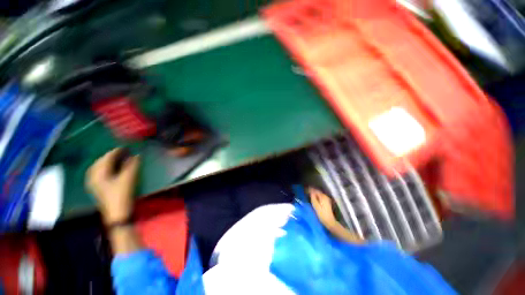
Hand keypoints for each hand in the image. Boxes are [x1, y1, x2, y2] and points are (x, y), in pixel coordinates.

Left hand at [86, 148, 139, 224]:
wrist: (117, 214)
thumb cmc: (122, 195)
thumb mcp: (128, 179)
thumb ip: (132, 165)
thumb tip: (136, 155)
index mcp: (99, 174)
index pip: (106, 158)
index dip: (116, 151)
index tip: (125, 147)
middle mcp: (93, 177)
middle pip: (99, 162)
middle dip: (109, 156)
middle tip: (121, 152)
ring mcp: (94, 184)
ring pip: (98, 168)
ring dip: (106, 162)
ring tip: (116, 159)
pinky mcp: (98, 189)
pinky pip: (99, 174)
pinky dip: (105, 169)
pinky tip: (110, 170)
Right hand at [309, 187, 336, 225]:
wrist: (330, 222)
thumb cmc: (322, 214)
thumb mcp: (315, 205)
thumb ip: (313, 197)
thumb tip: (310, 191)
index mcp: (323, 196)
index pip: (315, 190)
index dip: (310, 189)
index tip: (305, 190)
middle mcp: (325, 196)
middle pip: (317, 191)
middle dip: (312, 191)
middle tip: (306, 191)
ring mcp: (327, 199)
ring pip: (319, 194)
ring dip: (314, 193)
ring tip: (309, 194)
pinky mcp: (327, 202)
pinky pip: (320, 197)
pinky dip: (316, 196)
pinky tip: (313, 198)